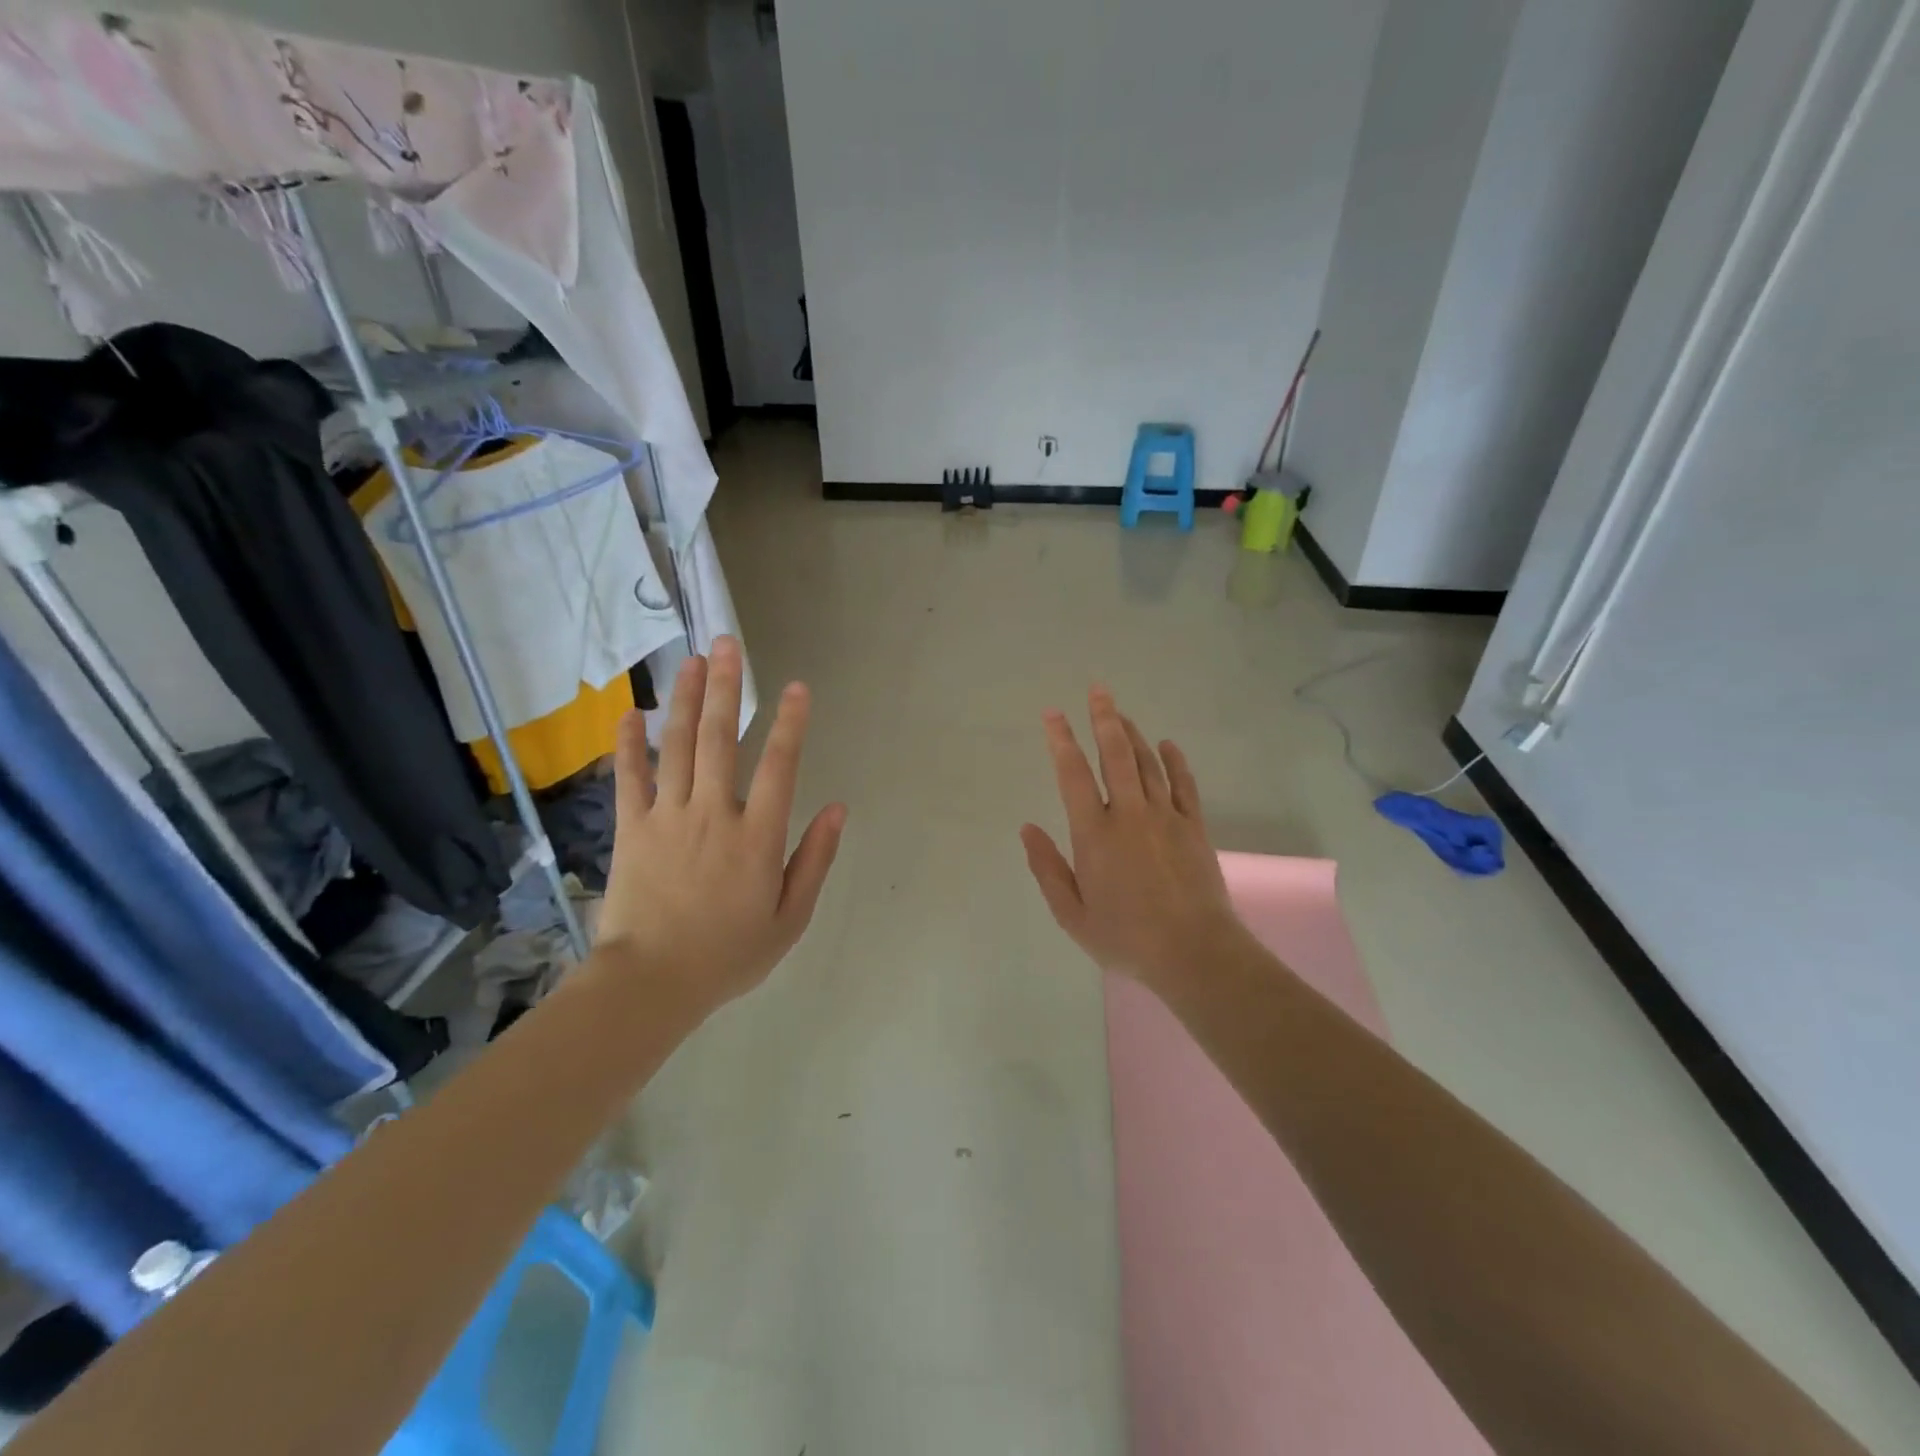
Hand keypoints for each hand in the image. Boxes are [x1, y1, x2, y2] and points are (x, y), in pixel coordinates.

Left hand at [595, 636, 846, 1016]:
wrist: (651, 984)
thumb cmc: (729, 954)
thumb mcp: (790, 918)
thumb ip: (815, 859)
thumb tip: (838, 809)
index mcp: (758, 836)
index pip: (780, 766)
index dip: (791, 723)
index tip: (797, 687)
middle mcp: (714, 813)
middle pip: (722, 739)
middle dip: (728, 687)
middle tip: (729, 643)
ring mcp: (668, 817)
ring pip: (677, 746)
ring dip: (685, 700)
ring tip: (692, 660)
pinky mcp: (631, 828)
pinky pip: (628, 777)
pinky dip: (628, 743)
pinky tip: (630, 712)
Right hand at [1021, 687, 1251, 994]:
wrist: (1194, 952)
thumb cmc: (1126, 938)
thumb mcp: (1072, 914)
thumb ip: (1047, 868)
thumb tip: (1027, 828)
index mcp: (1094, 834)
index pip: (1073, 775)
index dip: (1062, 741)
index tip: (1053, 715)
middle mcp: (1129, 815)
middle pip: (1115, 755)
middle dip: (1103, 719)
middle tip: (1097, 690)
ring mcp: (1165, 817)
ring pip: (1147, 763)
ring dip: (1133, 734)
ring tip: (1120, 713)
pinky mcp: (1193, 826)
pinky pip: (1183, 783)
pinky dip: (1174, 760)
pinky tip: (1167, 744)